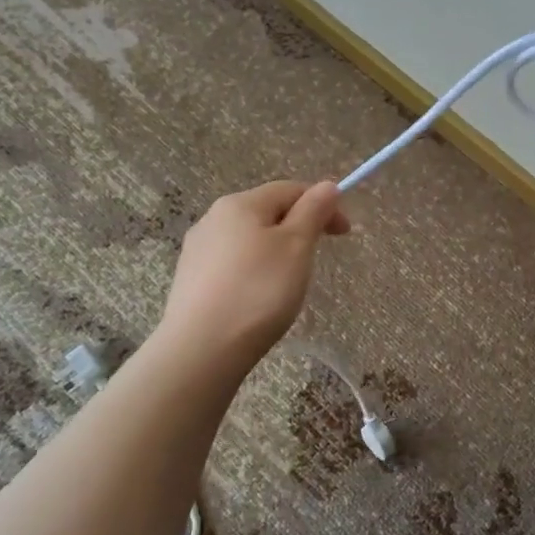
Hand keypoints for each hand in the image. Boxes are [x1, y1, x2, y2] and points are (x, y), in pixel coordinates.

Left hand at [157, 180, 348, 365]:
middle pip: (267, 212)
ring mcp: (197, 250)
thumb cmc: (259, 291)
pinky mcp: (190, 280)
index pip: (290, 189)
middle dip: (299, 227)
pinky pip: (233, 263)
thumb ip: (313, 211)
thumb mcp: (297, 246)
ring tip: (289, 282)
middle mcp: (212, 218)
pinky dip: (255, 271)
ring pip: (249, 239)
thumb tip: (327, 186)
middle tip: (317, 258)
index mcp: (240, 204)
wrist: (202, 348)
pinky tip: (259, 297)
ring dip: (276, 250)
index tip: (344, 233)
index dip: (323, 204)